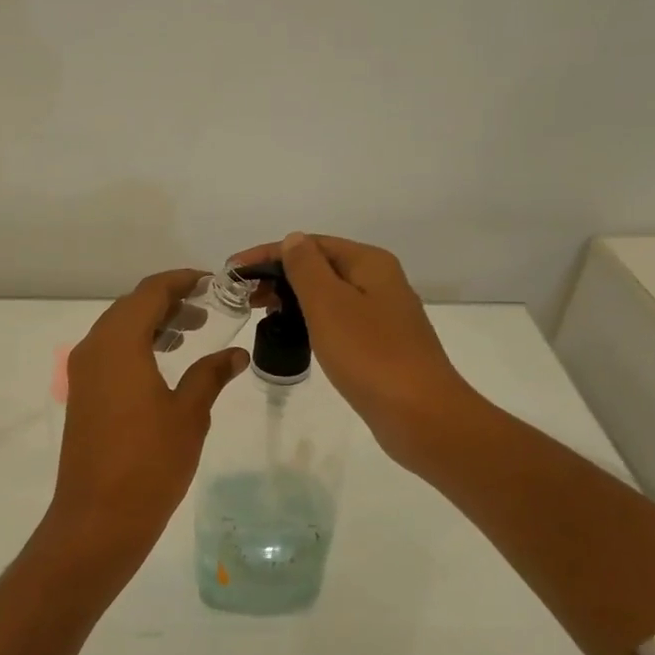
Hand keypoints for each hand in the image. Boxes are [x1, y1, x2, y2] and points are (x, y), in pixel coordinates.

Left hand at [43, 269, 249, 581]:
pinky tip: (164, 363)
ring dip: (152, 323)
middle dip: (168, 301)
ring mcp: (83, 372)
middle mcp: (94, 348)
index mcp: (119, 343)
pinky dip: (137, 345)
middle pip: (131, 306)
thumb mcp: (190, 414)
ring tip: (190, 332)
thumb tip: (236, 354)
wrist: (98, 518)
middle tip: (207, 309)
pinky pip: (110, 352)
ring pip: (118, 329)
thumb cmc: (149, 462)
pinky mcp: (82, 394)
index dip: (182, 281)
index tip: (213, 283)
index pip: (150, 292)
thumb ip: (211, 374)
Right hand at [229, 232, 475, 471]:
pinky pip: (338, 320)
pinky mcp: (381, 344)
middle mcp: (379, 281)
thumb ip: (306, 268)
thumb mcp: (329, 304)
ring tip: (261, 313)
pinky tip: (294, 335)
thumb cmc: (370, 354)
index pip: (310, 244)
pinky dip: (311, 320)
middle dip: (279, 275)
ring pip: (329, 294)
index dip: (268, 253)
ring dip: (293, 298)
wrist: (421, 414)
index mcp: (369, 263)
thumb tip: (293, 240)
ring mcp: (382, 314)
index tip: (233, 270)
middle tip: (243, 296)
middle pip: (321, 266)